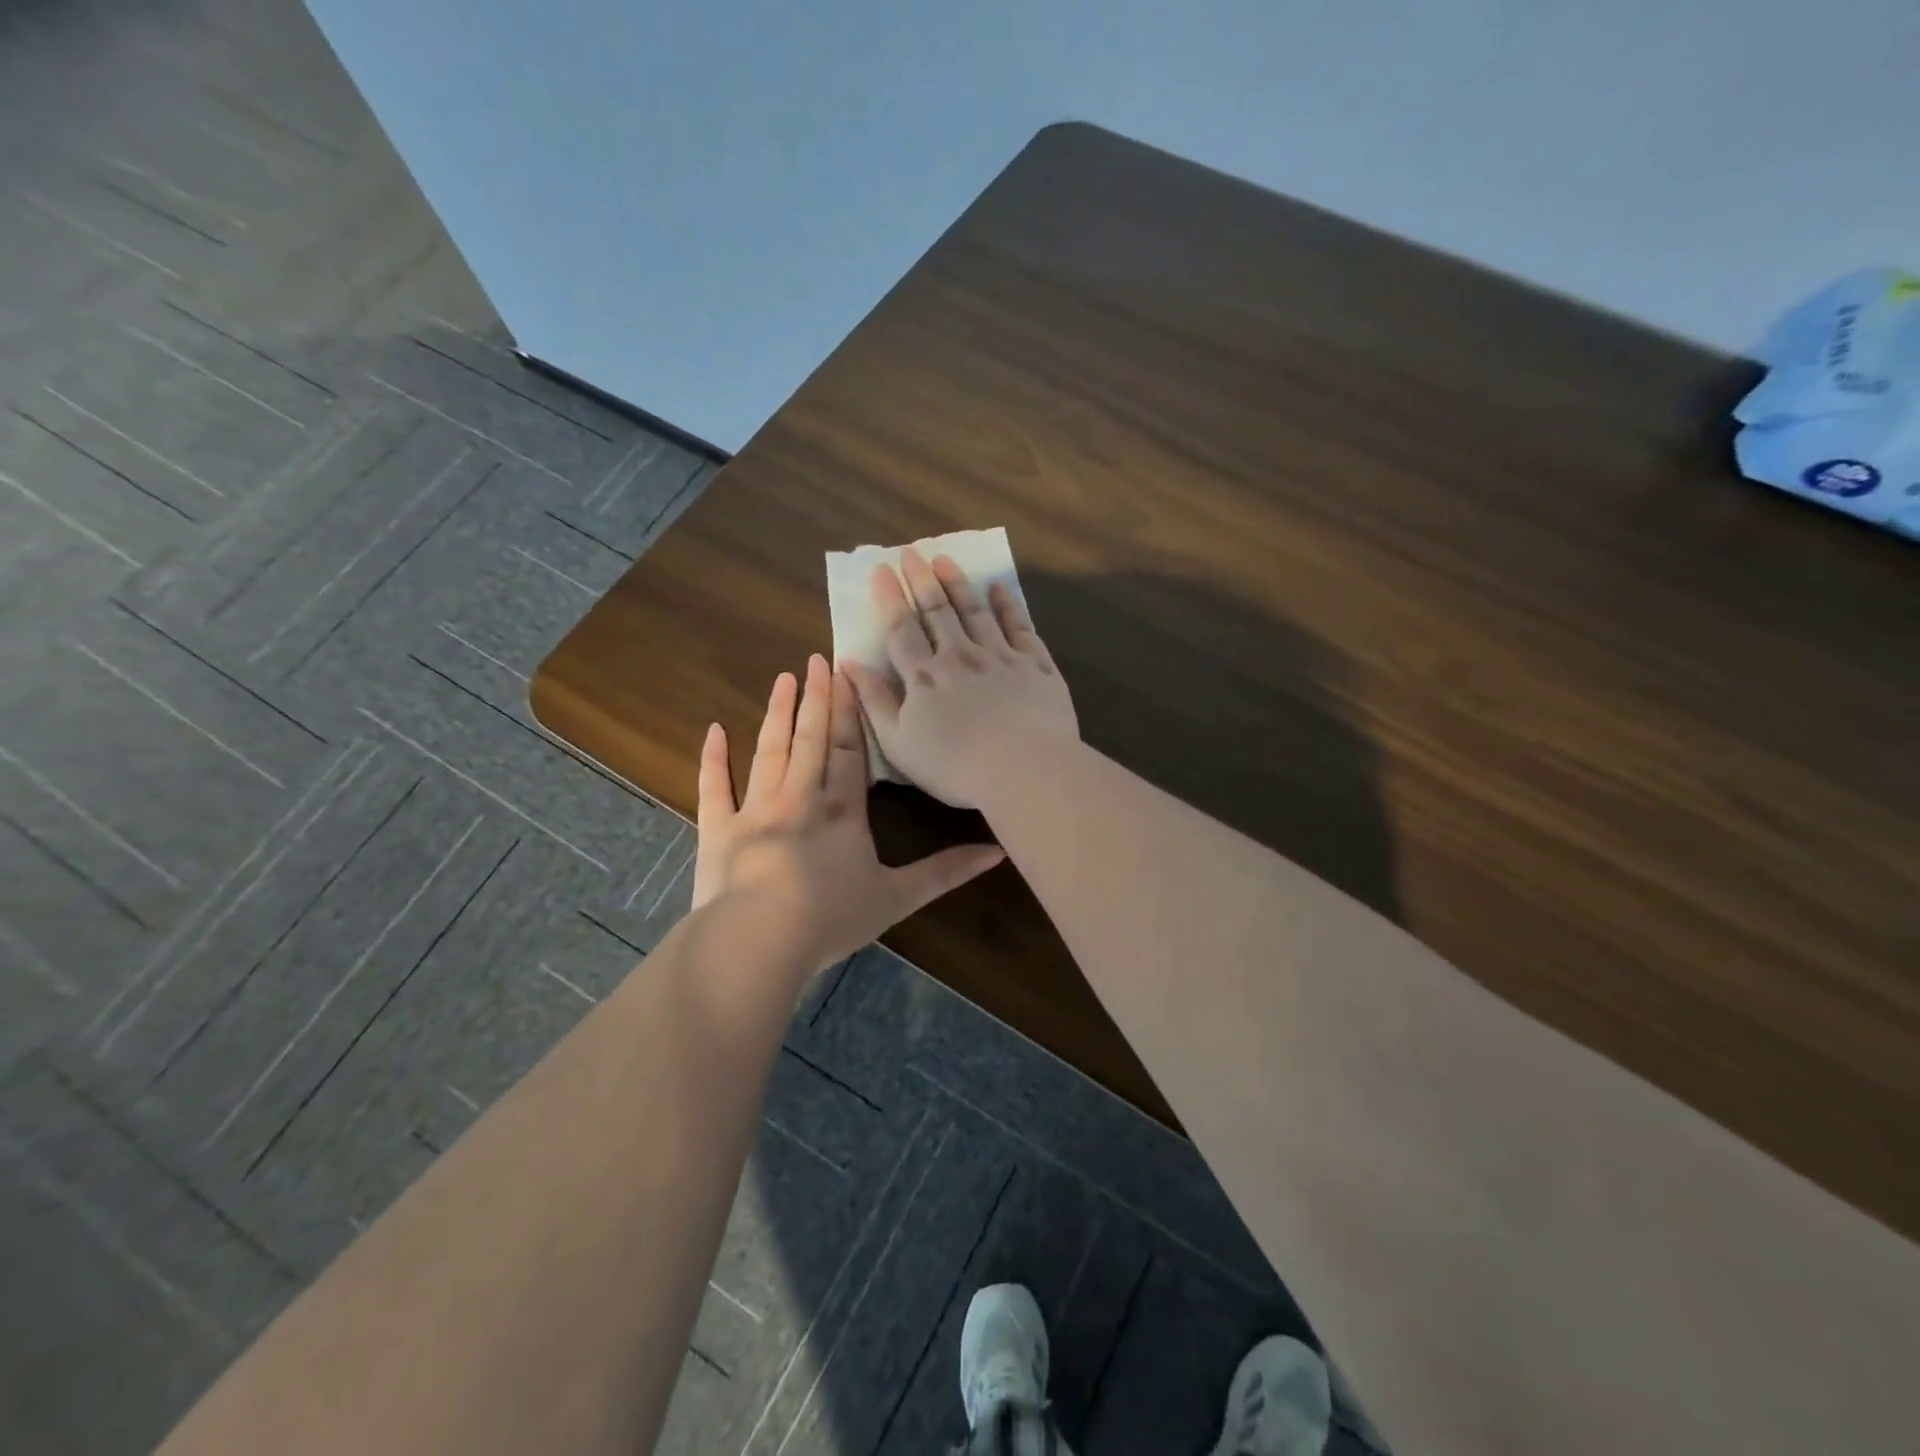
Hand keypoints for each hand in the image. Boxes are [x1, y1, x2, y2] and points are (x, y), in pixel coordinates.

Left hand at [691, 654, 1005, 974]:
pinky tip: (713, 730)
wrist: (759, 941)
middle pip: (810, 738)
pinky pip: (714, 788)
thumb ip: (946, 872)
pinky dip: (713, 759)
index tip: (847, 673)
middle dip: (815, 697)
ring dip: (777, 714)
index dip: (848, 710)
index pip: (848, 749)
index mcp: (841, 809)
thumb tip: (997, 853)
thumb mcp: (897, 897)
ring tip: (783, 679)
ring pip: (769, 751)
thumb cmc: (831, 918)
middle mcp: (799, 797)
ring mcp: (755, 810)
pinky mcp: (718, 830)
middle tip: (815, 659)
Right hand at [842, 547, 1078, 808]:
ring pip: (976, 611)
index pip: (901, 629)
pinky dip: (1008, 605)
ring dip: (959, 584)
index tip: (881, 569)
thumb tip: (847, 663)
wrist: (1024, 769)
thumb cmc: (954, 766)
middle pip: (938, 611)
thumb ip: (874, 701)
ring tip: (946, 560)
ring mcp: (1000, 656)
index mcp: (924, 677)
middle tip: (912, 552)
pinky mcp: (1035, 665)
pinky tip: (1000, 589)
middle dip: (922, 580)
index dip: (890, 598)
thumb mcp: (899, 743)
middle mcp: (960, 656)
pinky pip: (1019, 626)